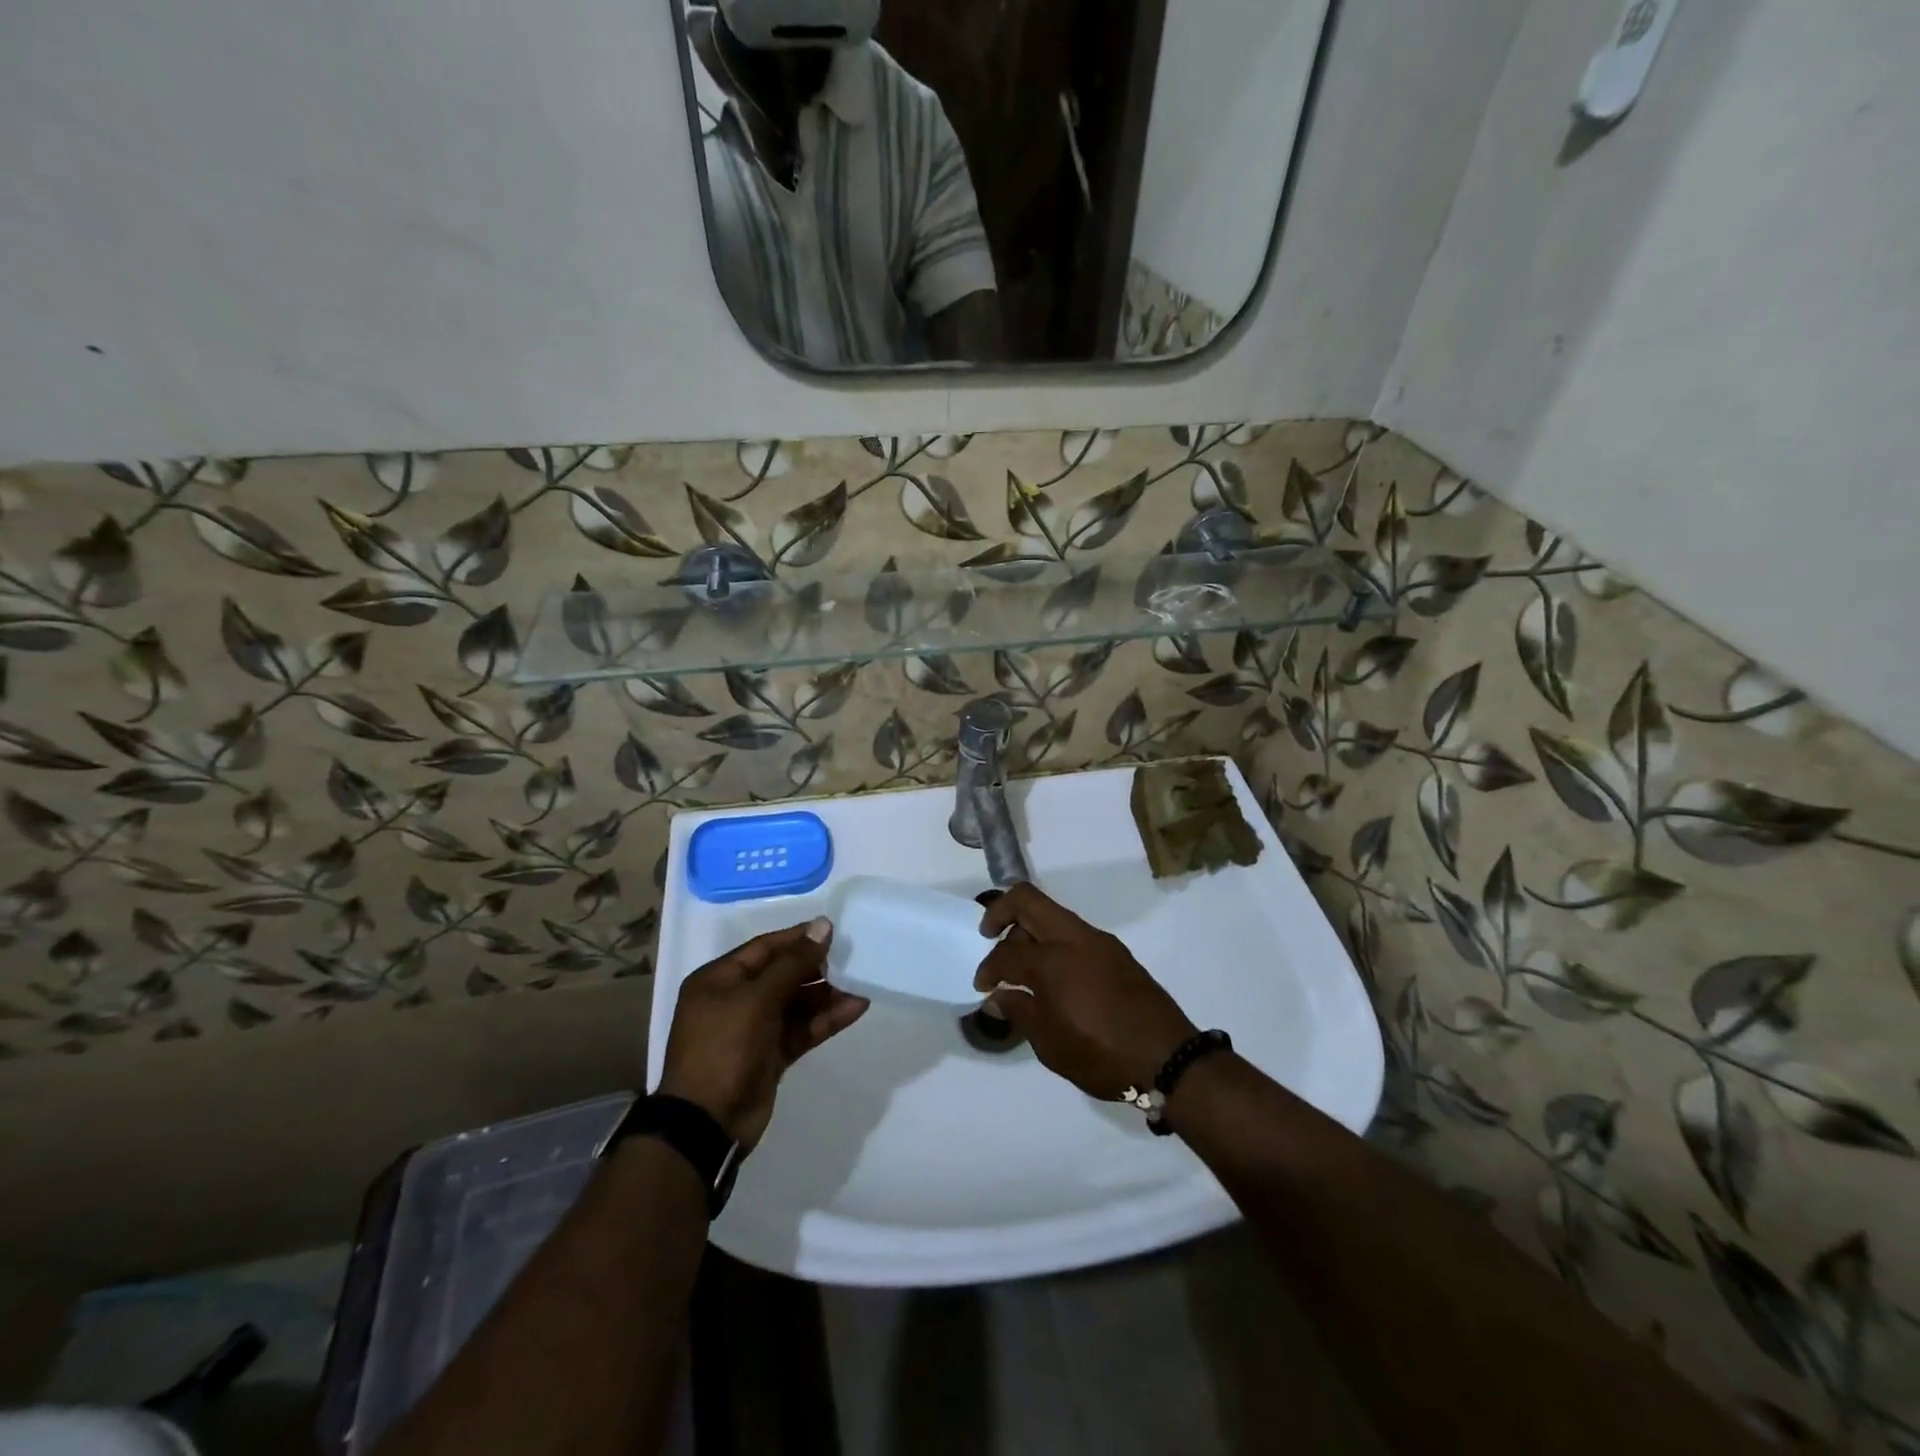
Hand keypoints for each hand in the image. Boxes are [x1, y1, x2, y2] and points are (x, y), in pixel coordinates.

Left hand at [659, 918, 868, 1150]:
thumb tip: (823, 925)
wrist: (707, 1123)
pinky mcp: (771, 1055)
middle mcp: (735, 1000)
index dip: (798, 938)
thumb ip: (794, 963)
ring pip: (796, 1003)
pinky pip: (802, 1029)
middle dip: (816, 968)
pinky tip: (855, 1009)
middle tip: (850, 960)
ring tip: (859, 986)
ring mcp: (753, 1029)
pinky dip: (826, 1020)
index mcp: (719, 980)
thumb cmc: (724, 1048)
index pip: (764, 948)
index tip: (832, 931)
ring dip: (826, 995)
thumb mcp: (757, 999)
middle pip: (782, 974)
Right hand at [974, 884, 1197, 1099]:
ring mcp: (1098, 941)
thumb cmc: (1102, 1055)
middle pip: (1027, 900)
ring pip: (1052, 914)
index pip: (1007, 953)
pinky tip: (1052, 974)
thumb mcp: (1051, 1044)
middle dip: (1000, 912)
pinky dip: (1053, 942)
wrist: (1168, 1058)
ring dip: (1030, 928)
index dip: (987, 968)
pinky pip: (1073, 932)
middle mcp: (1074, 938)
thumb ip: (1020, 1011)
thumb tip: (998, 995)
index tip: (982, 987)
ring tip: (1021, 964)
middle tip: (988, 936)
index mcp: (1053, 961)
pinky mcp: (1115, 952)